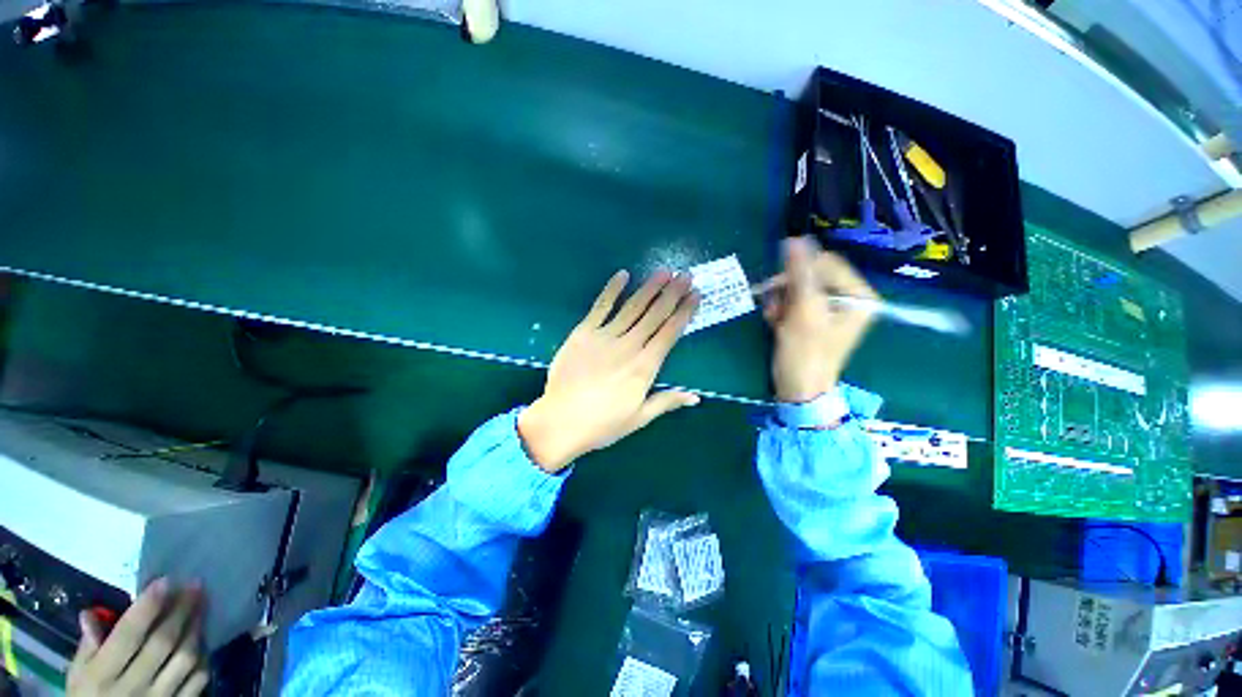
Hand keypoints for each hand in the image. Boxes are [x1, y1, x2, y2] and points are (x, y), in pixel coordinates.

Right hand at [68, 579, 208, 696]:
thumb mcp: (78, 675)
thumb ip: (87, 645)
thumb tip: (91, 613)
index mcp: (102, 675)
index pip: (127, 636)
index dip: (147, 607)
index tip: (165, 580)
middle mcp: (132, 687)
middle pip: (163, 643)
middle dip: (181, 610)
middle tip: (195, 585)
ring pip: (185, 658)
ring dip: (196, 628)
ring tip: (202, 605)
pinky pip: (198, 679)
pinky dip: (202, 656)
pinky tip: (202, 639)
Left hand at [518, 270, 701, 471]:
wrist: (561, 421)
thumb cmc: (603, 424)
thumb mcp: (639, 418)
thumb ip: (667, 402)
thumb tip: (696, 397)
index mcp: (645, 367)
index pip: (670, 333)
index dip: (684, 312)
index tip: (695, 295)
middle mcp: (629, 346)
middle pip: (655, 315)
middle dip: (672, 293)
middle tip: (686, 275)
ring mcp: (605, 337)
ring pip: (633, 307)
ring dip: (650, 288)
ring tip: (664, 272)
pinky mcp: (583, 332)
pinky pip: (600, 307)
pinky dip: (612, 290)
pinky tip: (623, 275)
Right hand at [760, 237, 877, 402]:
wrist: (797, 390)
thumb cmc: (805, 354)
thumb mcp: (803, 312)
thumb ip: (800, 275)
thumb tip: (794, 239)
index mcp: (858, 296)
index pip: (827, 263)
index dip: (798, 270)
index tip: (774, 286)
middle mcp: (848, 298)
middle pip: (811, 275)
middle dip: (787, 290)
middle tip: (775, 308)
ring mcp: (829, 308)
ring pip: (798, 287)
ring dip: (780, 301)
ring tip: (775, 320)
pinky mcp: (813, 317)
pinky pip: (793, 300)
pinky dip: (780, 309)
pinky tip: (775, 323)